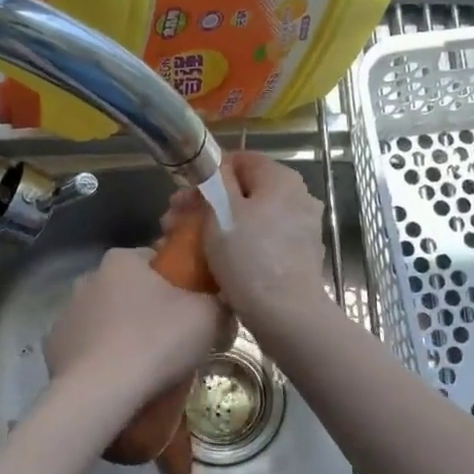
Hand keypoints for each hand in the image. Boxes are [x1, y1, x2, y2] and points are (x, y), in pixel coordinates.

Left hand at [47, 247, 226, 405]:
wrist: (101, 392)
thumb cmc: (157, 341)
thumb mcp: (208, 317)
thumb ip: (220, 303)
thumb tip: (222, 307)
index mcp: (122, 260)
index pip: (155, 260)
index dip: (177, 281)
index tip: (191, 307)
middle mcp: (88, 278)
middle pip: (127, 289)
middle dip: (147, 308)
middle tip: (172, 339)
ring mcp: (66, 313)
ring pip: (104, 318)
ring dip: (121, 332)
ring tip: (144, 365)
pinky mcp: (53, 347)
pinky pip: (86, 347)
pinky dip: (100, 358)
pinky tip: (117, 379)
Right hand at [164, 151, 327, 330]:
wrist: (286, 314)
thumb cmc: (249, 256)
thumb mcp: (222, 210)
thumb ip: (216, 180)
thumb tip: (216, 167)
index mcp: (282, 179)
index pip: (240, 159)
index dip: (208, 174)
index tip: (183, 196)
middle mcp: (297, 197)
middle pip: (243, 191)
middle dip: (206, 204)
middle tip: (173, 223)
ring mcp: (300, 228)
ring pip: (250, 218)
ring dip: (216, 226)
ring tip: (185, 246)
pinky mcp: (296, 256)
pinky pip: (260, 240)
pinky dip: (237, 245)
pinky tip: (213, 262)